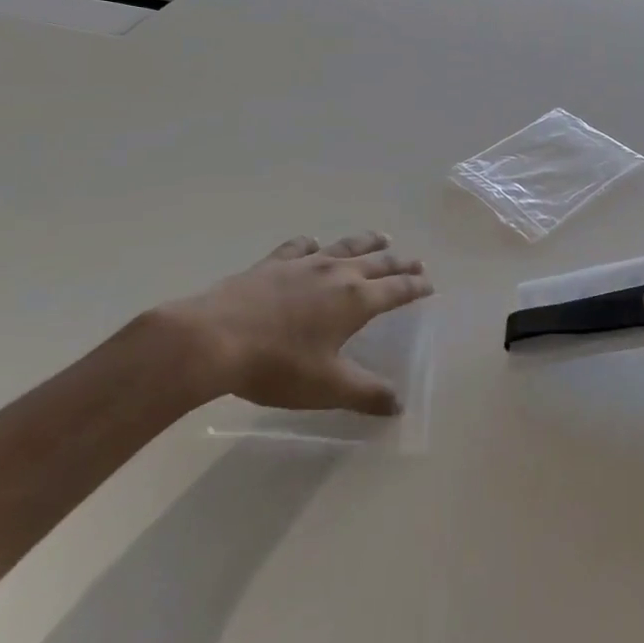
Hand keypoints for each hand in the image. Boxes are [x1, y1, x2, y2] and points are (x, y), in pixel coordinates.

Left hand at [144, 232, 432, 415]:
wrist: (214, 339)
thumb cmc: (277, 365)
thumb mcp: (327, 387)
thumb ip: (366, 394)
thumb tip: (398, 404)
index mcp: (356, 300)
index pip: (397, 289)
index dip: (416, 287)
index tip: (430, 285)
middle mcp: (337, 273)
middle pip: (378, 262)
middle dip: (400, 262)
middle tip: (416, 261)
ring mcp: (304, 264)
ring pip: (345, 246)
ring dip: (368, 242)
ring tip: (382, 238)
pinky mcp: (273, 263)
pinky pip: (301, 247)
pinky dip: (314, 244)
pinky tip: (314, 244)